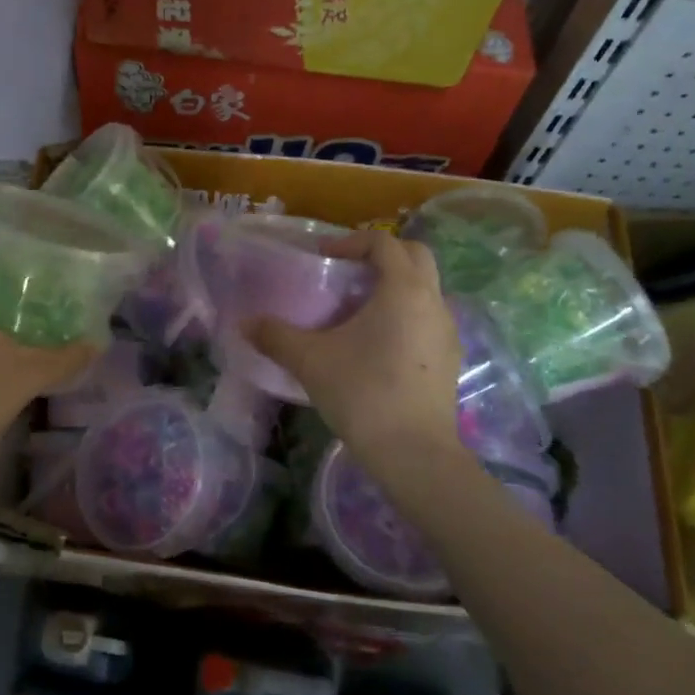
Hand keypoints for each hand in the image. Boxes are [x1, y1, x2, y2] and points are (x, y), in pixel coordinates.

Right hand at [248, 230, 465, 480]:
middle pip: (415, 256)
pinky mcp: (450, 358)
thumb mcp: (310, 360)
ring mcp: (447, 331)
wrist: (413, 452)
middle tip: (347, 272)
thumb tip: (245, 323)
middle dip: (382, 255)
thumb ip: (275, 336)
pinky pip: (428, 318)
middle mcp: (433, 301)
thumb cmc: (362, 392)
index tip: (323, 257)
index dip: (351, 241)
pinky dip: (405, 314)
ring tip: (358, 310)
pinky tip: (377, 344)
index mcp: (403, 289)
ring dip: (395, 286)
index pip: (384, 242)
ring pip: (425, 289)